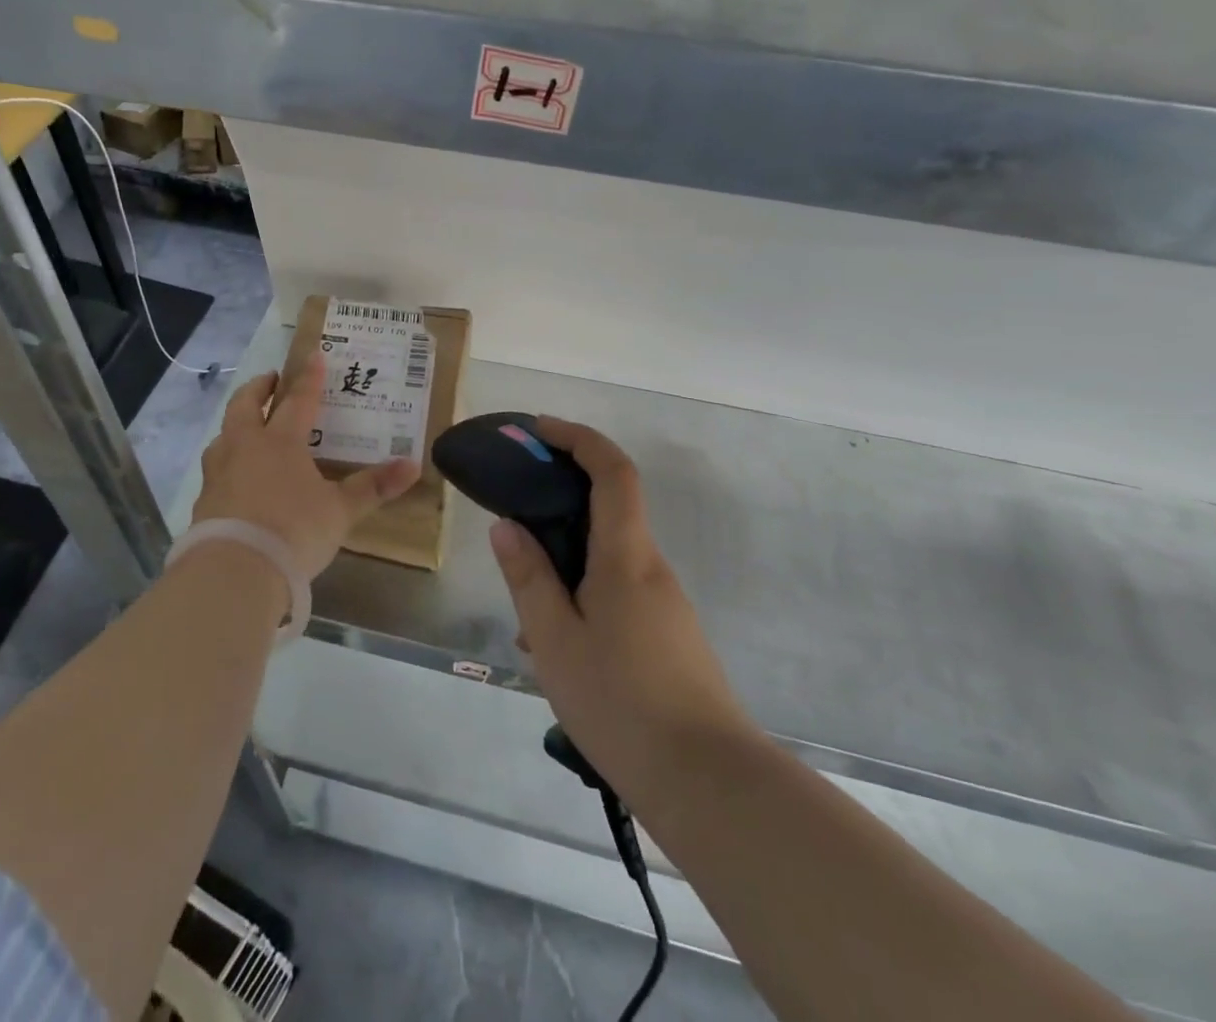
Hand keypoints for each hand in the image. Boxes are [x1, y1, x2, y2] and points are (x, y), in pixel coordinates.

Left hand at [192, 352, 420, 580]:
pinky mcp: (204, 502)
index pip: (298, 401)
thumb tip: (414, 465)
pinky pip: (215, 470)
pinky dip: (226, 463)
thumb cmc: (294, 531)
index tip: (313, 355)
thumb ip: (373, 487)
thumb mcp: (340, 511)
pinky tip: (234, 478)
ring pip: (223, 436)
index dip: (308, 378)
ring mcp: (218, 474)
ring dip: (235, 424)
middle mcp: (245, 448)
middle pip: (245, 406)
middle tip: (270, 379)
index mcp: (280, 442)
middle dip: (258, 388)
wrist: (235, 571)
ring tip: (246, 426)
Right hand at [489, 417, 759, 804]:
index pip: (613, 471)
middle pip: (608, 508)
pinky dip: (583, 597)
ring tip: (526, 618)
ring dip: (566, 565)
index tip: (539, 430)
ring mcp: (664, 602)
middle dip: (560, 502)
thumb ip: (529, 578)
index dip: (579, 438)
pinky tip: (557, 649)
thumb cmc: (622, 703)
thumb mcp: (557, 640)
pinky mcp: (668, 635)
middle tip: (513, 523)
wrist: (709, 784)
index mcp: (625, 556)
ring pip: (607, 559)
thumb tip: (507, 525)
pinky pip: (618, 593)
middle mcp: (651, 567)